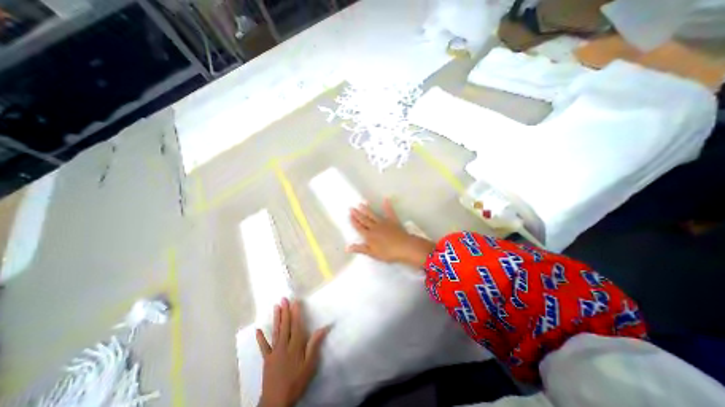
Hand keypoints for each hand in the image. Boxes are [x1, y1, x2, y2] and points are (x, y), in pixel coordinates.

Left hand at [254, 299, 329, 406]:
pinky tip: (257, 330)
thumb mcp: (309, 364)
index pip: (296, 325)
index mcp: (295, 345)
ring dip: (276, 318)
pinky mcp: (267, 359)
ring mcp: (274, 351)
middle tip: (284, 299)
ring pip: (276, 331)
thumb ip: (314, 344)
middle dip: (285, 311)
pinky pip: (264, 347)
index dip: (296, 312)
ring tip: (276, 307)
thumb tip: (324, 327)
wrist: (276, 401)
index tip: (295, 301)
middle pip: (285, 325)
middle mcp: (284, 345)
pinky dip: (260, 338)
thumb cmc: (296, 381)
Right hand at [347, 199, 431, 267]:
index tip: (349, 215)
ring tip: (362, 204)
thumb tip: (347, 247)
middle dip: (357, 214)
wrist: (403, 247)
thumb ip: (360, 249)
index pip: (359, 227)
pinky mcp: (393, 221)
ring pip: (373, 215)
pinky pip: (389, 212)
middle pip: (364, 220)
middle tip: (352, 208)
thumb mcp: (372, 253)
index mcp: (369, 236)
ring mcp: (384, 222)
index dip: (354, 221)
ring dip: (367, 209)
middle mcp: (374, 227)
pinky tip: (386, 199)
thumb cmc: (388, 253)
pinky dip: (387, 205)